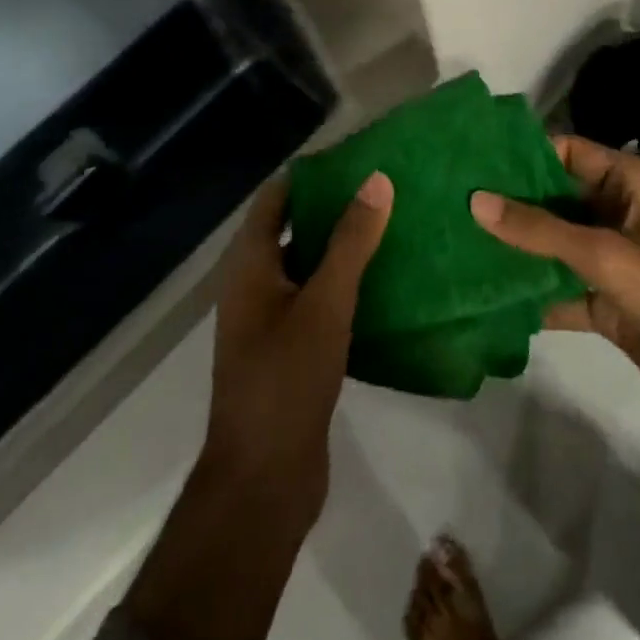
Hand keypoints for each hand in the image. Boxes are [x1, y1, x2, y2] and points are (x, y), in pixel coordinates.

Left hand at [117, 173, 391, 639]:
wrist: (264, 480)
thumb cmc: (287, 379)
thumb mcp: (325, 303)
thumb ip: (350, 242)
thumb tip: (376, 180)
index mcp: (248, 267)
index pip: (275, 199)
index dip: (310, 175)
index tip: (355, 158)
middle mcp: (253, 286)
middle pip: (291, 230)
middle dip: (333, 208)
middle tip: (383, 188)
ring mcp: (270, 321)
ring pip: (307, 267)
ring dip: (342, 248)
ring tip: (391, 226)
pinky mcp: (290, 351)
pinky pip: (317, 301)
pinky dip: (344, 285)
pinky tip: (385, 282)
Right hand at [471, 137, 639, 434]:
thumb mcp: (609, 255)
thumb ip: (541, 230)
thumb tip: (475, 200)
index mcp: (630, 183)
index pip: (567, 152)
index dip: (522, 154)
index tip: (473, 161)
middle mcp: (617, 211)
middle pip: (553, 197)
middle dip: (509, 202)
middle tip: (453, 201)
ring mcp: (610, 257)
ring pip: (552, 242)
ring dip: (515, 246)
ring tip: (457, 240)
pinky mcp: (604, 298)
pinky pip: (558, 284)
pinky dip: (529, 289)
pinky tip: (485, 291)